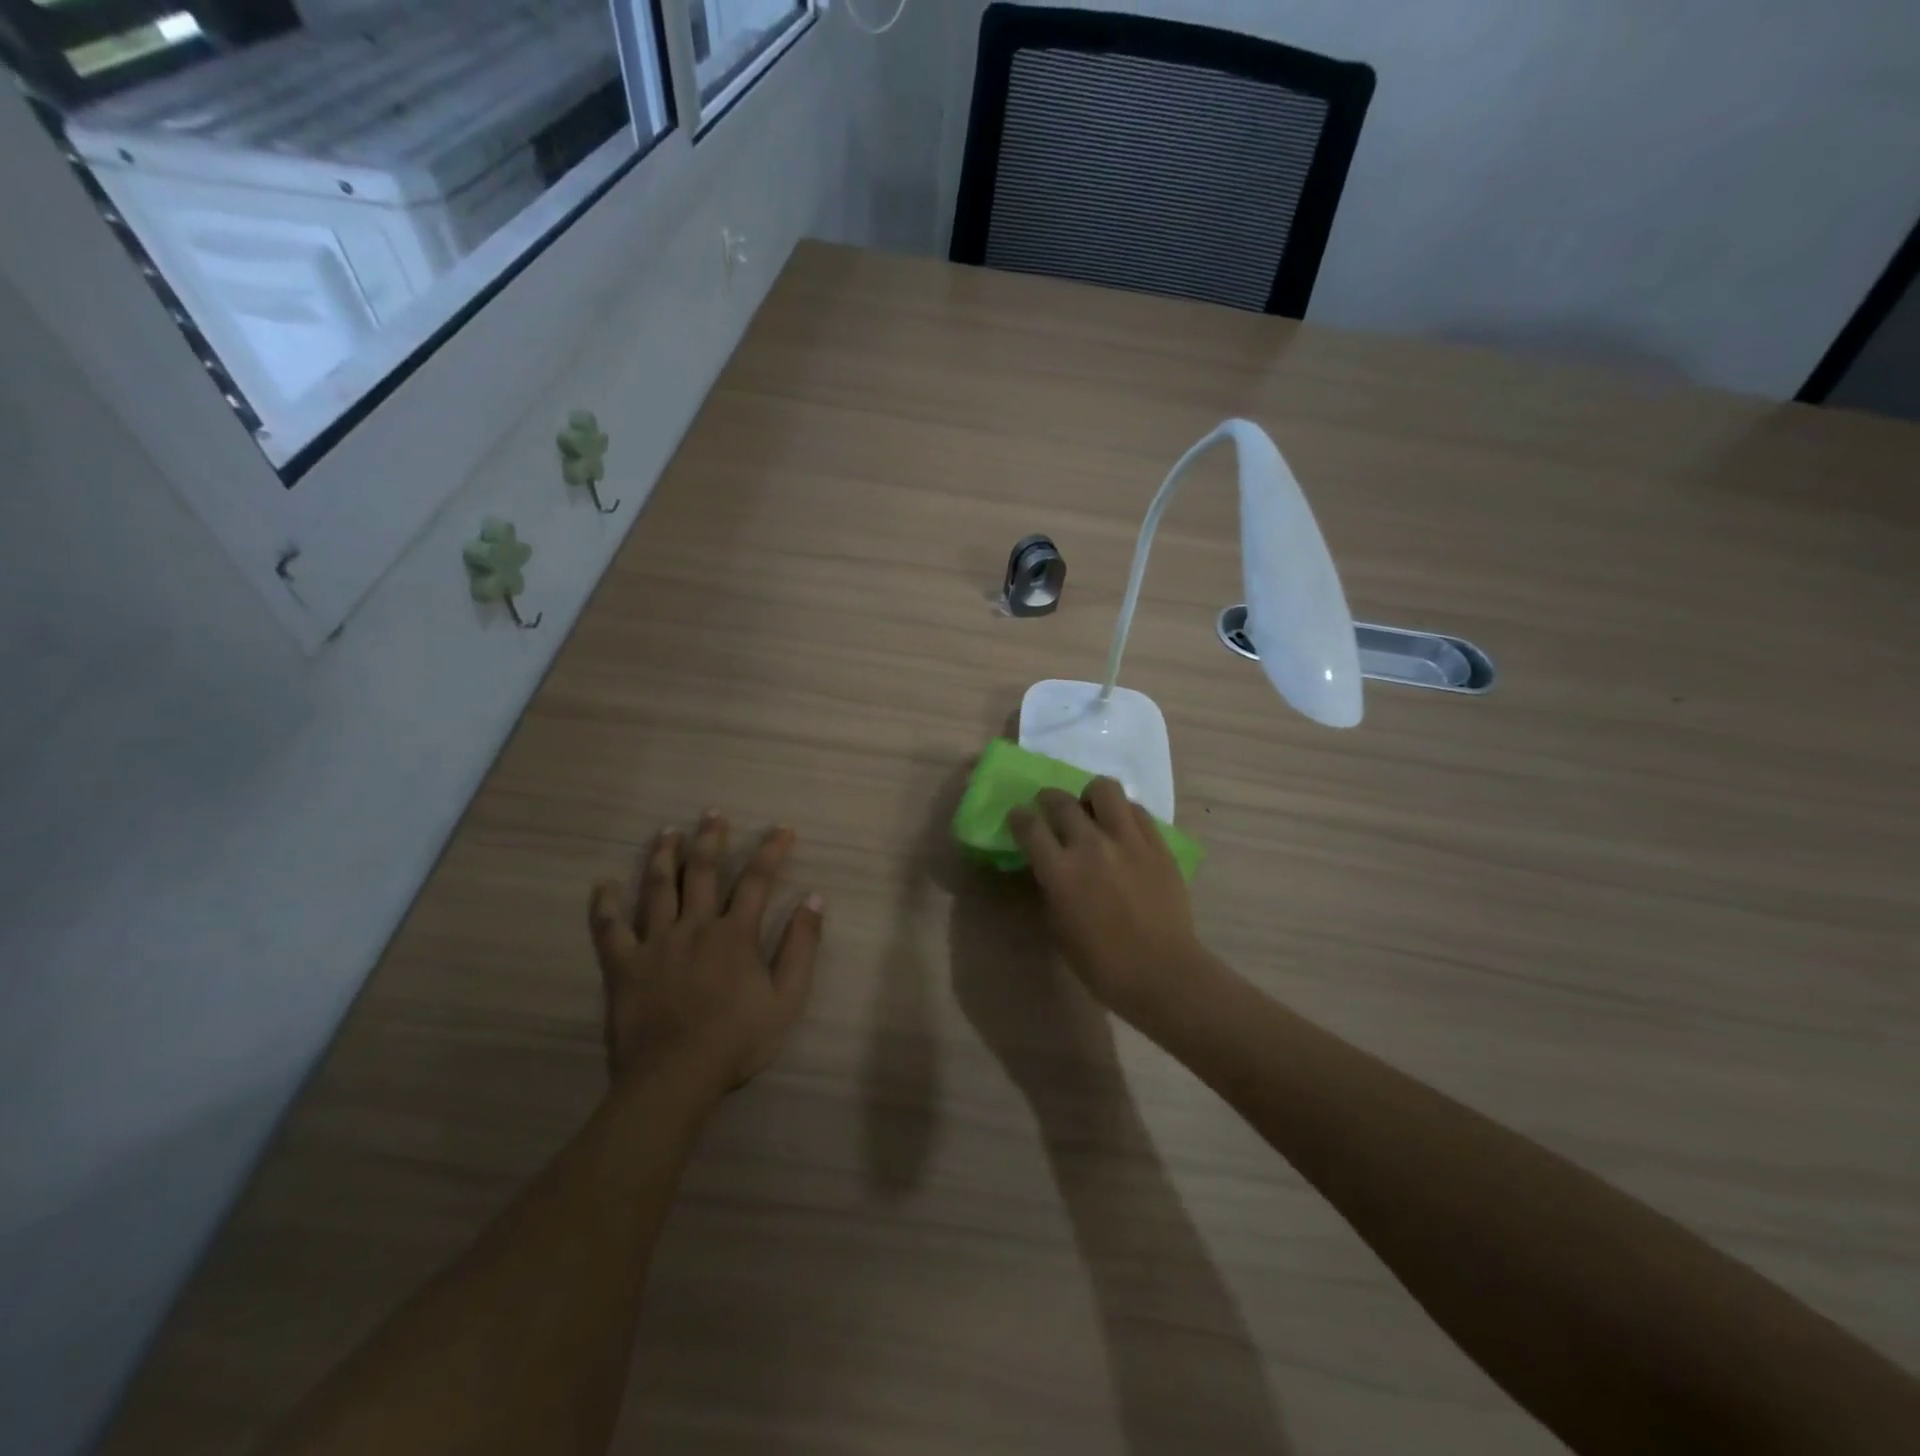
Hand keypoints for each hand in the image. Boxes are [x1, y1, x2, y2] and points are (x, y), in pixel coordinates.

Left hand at [588, 812, 823, 1101]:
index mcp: (734, 934)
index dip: (771, 851)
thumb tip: (814, 899)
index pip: (757, 880)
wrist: (675, 1078)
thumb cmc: (737, 1040)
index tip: (781, 829)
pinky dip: (604, 905)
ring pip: (657, 888)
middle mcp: (694, 926)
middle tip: (711, 813)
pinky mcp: (623, 965)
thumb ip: (801, 946)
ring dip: (663, 856)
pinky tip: (602, 884)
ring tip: (667, 832)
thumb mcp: (786, 998)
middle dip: (710, 838)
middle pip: (701, 871)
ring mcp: (655, 943)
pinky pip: (608, 929)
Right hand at [1009, 779, 1206, 1023]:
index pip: (1028, 825)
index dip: (1019, 817)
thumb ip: (1051, 887)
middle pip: (1061, 801)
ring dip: (1090, 796)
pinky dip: (1122, 813)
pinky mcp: (1157, 843)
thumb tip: (1049, 865)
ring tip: (1092, 811)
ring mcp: (1127, 840)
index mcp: (1060, 871)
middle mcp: (1090, 845)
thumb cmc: (1102, 964)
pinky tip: (1122, 829)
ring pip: (1104, 788)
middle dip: (1048, 801)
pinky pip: (1136, 809)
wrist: (1162, 973)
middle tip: (1050, 810)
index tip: (1018, 818)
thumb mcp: (1059, 926)